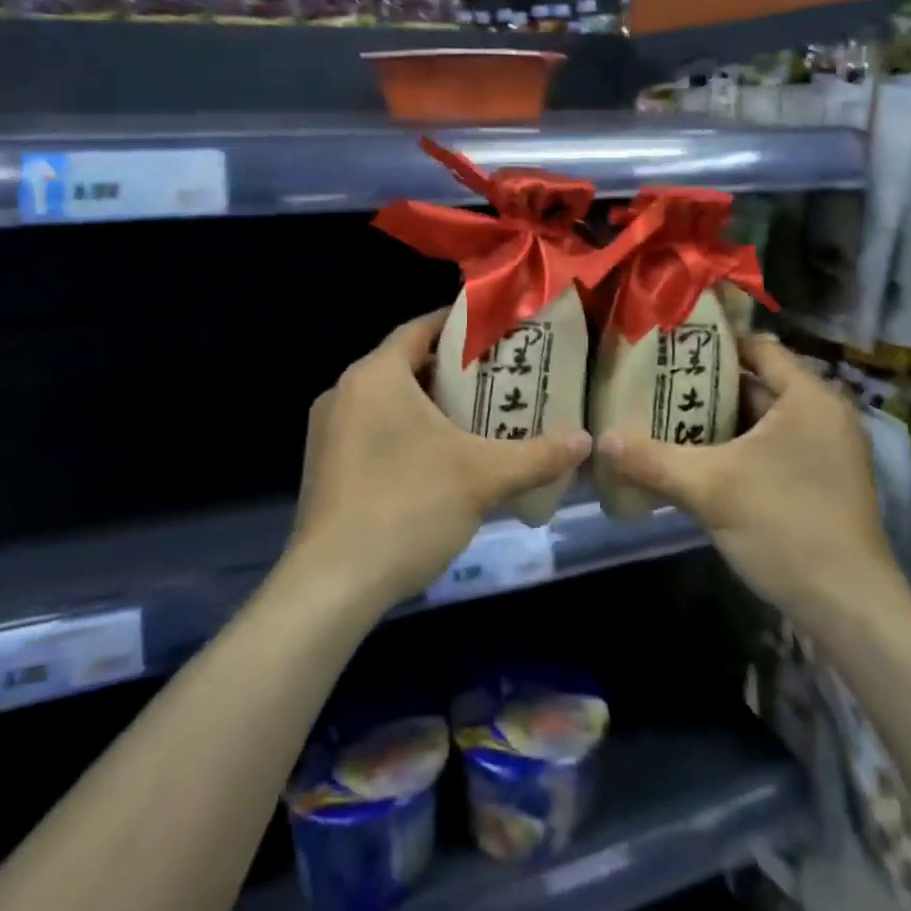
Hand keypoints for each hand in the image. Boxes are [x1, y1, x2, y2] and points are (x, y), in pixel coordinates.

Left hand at [287, 309, 592, 613]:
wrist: (333, 585)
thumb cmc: (408, 507)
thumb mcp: (483, 477)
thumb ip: (538, 455)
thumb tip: (586, 441)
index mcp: (375, 375)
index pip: (420, 329)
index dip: (459, 325)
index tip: (496, 332)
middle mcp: (344, 392)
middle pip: (405, 365)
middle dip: (451, 371)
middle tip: (498, 378)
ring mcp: (327, 432)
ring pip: (387, 401)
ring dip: (428, 405)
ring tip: (476, 417)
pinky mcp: (324, 467)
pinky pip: (371, 431)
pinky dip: (404, 432)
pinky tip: (438, 460)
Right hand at [598, 337, 908, 629]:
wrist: (849, 608)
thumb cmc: (785, 526)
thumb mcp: (709, 488)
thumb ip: (653, 459)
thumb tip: (601, 438)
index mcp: (808, 398)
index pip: (759, 348)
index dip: (714, 345)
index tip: (670, 349)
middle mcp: (824, 415)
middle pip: (758, 385)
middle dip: (708, 388)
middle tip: (657, 386)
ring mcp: (827, 451)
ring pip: (763, 422)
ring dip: (720, 423)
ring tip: (666, 419)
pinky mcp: (823, 482)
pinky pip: (774, 449)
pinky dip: (739, 450)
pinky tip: (698, 461)